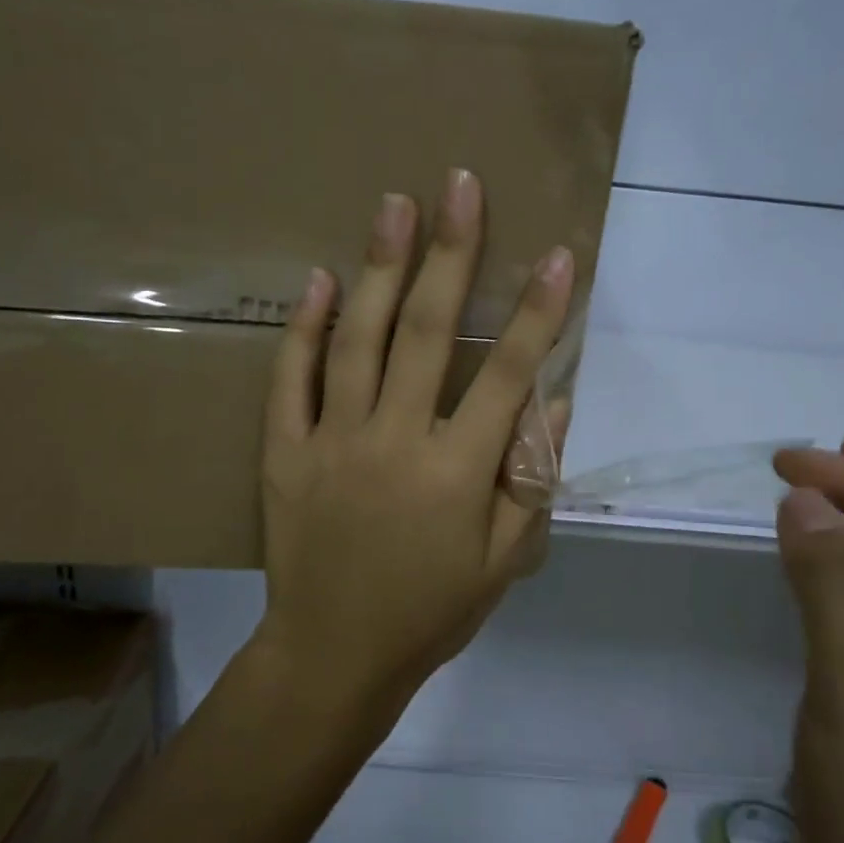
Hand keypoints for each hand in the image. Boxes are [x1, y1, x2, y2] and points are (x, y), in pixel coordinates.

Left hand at [257, 169, 574, 713]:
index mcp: (456, 473)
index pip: (508, 377)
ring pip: (355, 340)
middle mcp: (394, 442)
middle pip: (426, 333)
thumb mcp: (504, 561)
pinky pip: (290, 380)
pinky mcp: (284, 452)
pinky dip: (302, 328)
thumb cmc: (430, 612)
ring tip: (393, 206)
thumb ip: (532, 481)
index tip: (559, 254)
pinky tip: (316, 279)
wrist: (333, 656)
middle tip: (459, 186)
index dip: (539, 313)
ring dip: (378, 268)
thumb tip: (558, 402)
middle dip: (451, 255)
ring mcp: (331, 442)